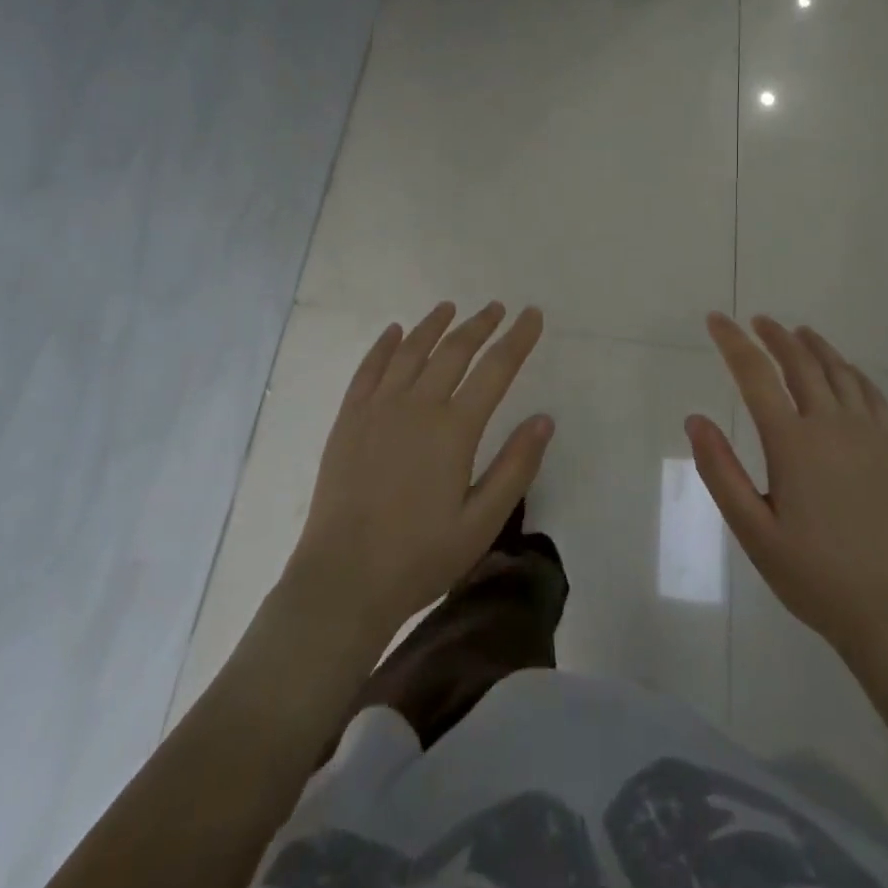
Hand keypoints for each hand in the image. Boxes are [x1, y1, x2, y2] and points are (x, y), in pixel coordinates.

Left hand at [289, 301, 553, 640]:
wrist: (343, 580)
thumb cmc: (420, 557)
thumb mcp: (482, 523)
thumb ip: (516, 467)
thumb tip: (544, 418)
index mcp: (454, 430)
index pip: (495, 369)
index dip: (517, 339)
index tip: (532, 315)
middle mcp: (417, 406)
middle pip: (454, 351)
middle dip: (479, 325)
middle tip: (496, 308)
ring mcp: (377, 409)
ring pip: (410, 351)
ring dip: (434, 325)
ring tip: (450, 308)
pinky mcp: (348, 419)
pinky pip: (368, 369)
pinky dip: (384, 345)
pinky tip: (394, 332)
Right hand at [688, 313, 887, 658]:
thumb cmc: (813, 574)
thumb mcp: (752, 531)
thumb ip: (720, 471)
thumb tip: (695, 419)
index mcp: (793, 442)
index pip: (755, 375)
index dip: (733, 342)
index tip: (716, 320)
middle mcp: (832, 425)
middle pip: (800, 362)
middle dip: (774, 336)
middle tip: (757, 321)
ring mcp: (868, 434)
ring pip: (839, 371)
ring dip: (814, 345)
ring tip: (797, 332)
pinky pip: (872, 393)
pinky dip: (852, 371)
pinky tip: (845, 370)